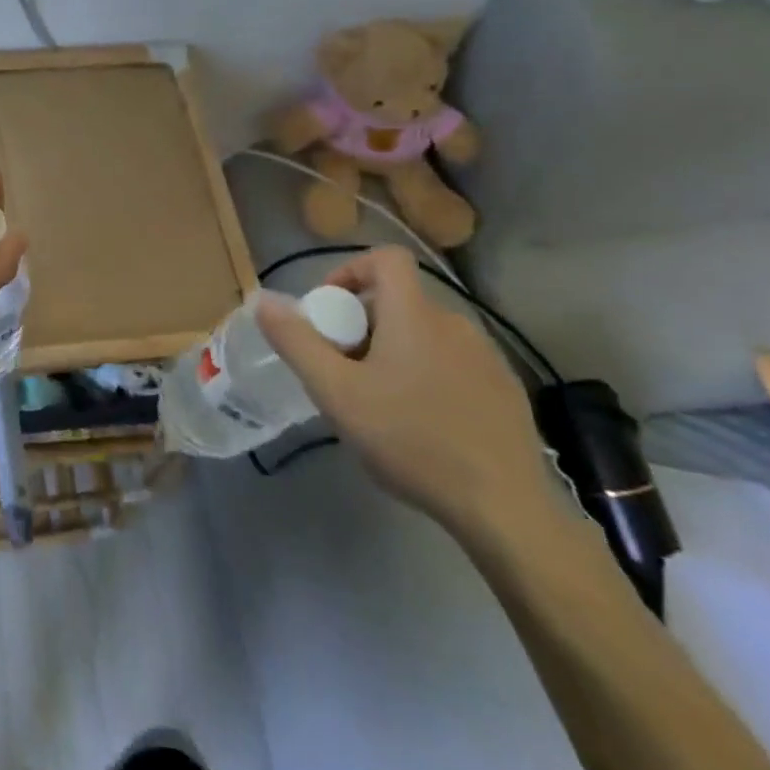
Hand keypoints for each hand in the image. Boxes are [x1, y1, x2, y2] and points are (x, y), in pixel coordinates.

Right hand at [255, 245, 550, 538]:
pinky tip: (421, 423)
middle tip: (342, 369)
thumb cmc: (411, 440)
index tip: (330, 310)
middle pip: (399, 301)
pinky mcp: (507, 392)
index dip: (351, 271)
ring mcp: (487, 358)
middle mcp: (455, 323)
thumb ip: (296, 341)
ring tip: (378, 400)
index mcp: (414, 314)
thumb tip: (262, 299)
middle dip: (362, 324)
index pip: (385, 258)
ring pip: (425, 334)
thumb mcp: (336, 392)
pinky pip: (453, 363)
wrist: (506, 510)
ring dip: (394, 350)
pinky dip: (427, 374)